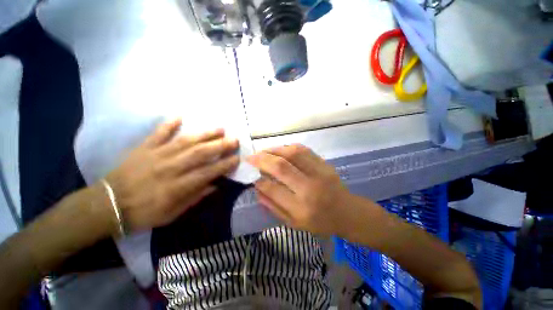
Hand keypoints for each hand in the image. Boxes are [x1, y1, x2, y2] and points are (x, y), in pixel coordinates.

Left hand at [104, 119, 239, 232]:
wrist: (107, 205)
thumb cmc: (143, 213)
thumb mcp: (172, 214)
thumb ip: (195, 198)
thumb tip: (215, 185)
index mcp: (178, 187)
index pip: (208, 172)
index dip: (225, 165)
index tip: (237, 158)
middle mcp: (170, 168)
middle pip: (200, 153)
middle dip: (220, 146)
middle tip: (234, 139)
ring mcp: (156, 155)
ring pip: (185, 141)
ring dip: (204, 134)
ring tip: (220, 128)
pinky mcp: (144, 148)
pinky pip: (157, 133)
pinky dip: (169, 124)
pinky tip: (180, 116)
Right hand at [247, 144, 356, 236]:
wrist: (347, 212)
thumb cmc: (320, 222)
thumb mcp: (293, 223)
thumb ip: (273, 207)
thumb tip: (257, 188)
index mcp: (301, 208)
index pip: (273, 189)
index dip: (259, 181)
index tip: (252, 176)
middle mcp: (310, 188)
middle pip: (281, 167)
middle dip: (262, 160)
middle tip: (251, 158)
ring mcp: (319, 172)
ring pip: (292, 154)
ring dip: (274, 150)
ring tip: (263, 152)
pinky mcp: (325, 163)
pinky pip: (303, 150)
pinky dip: (288, 147)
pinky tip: (279, 150)